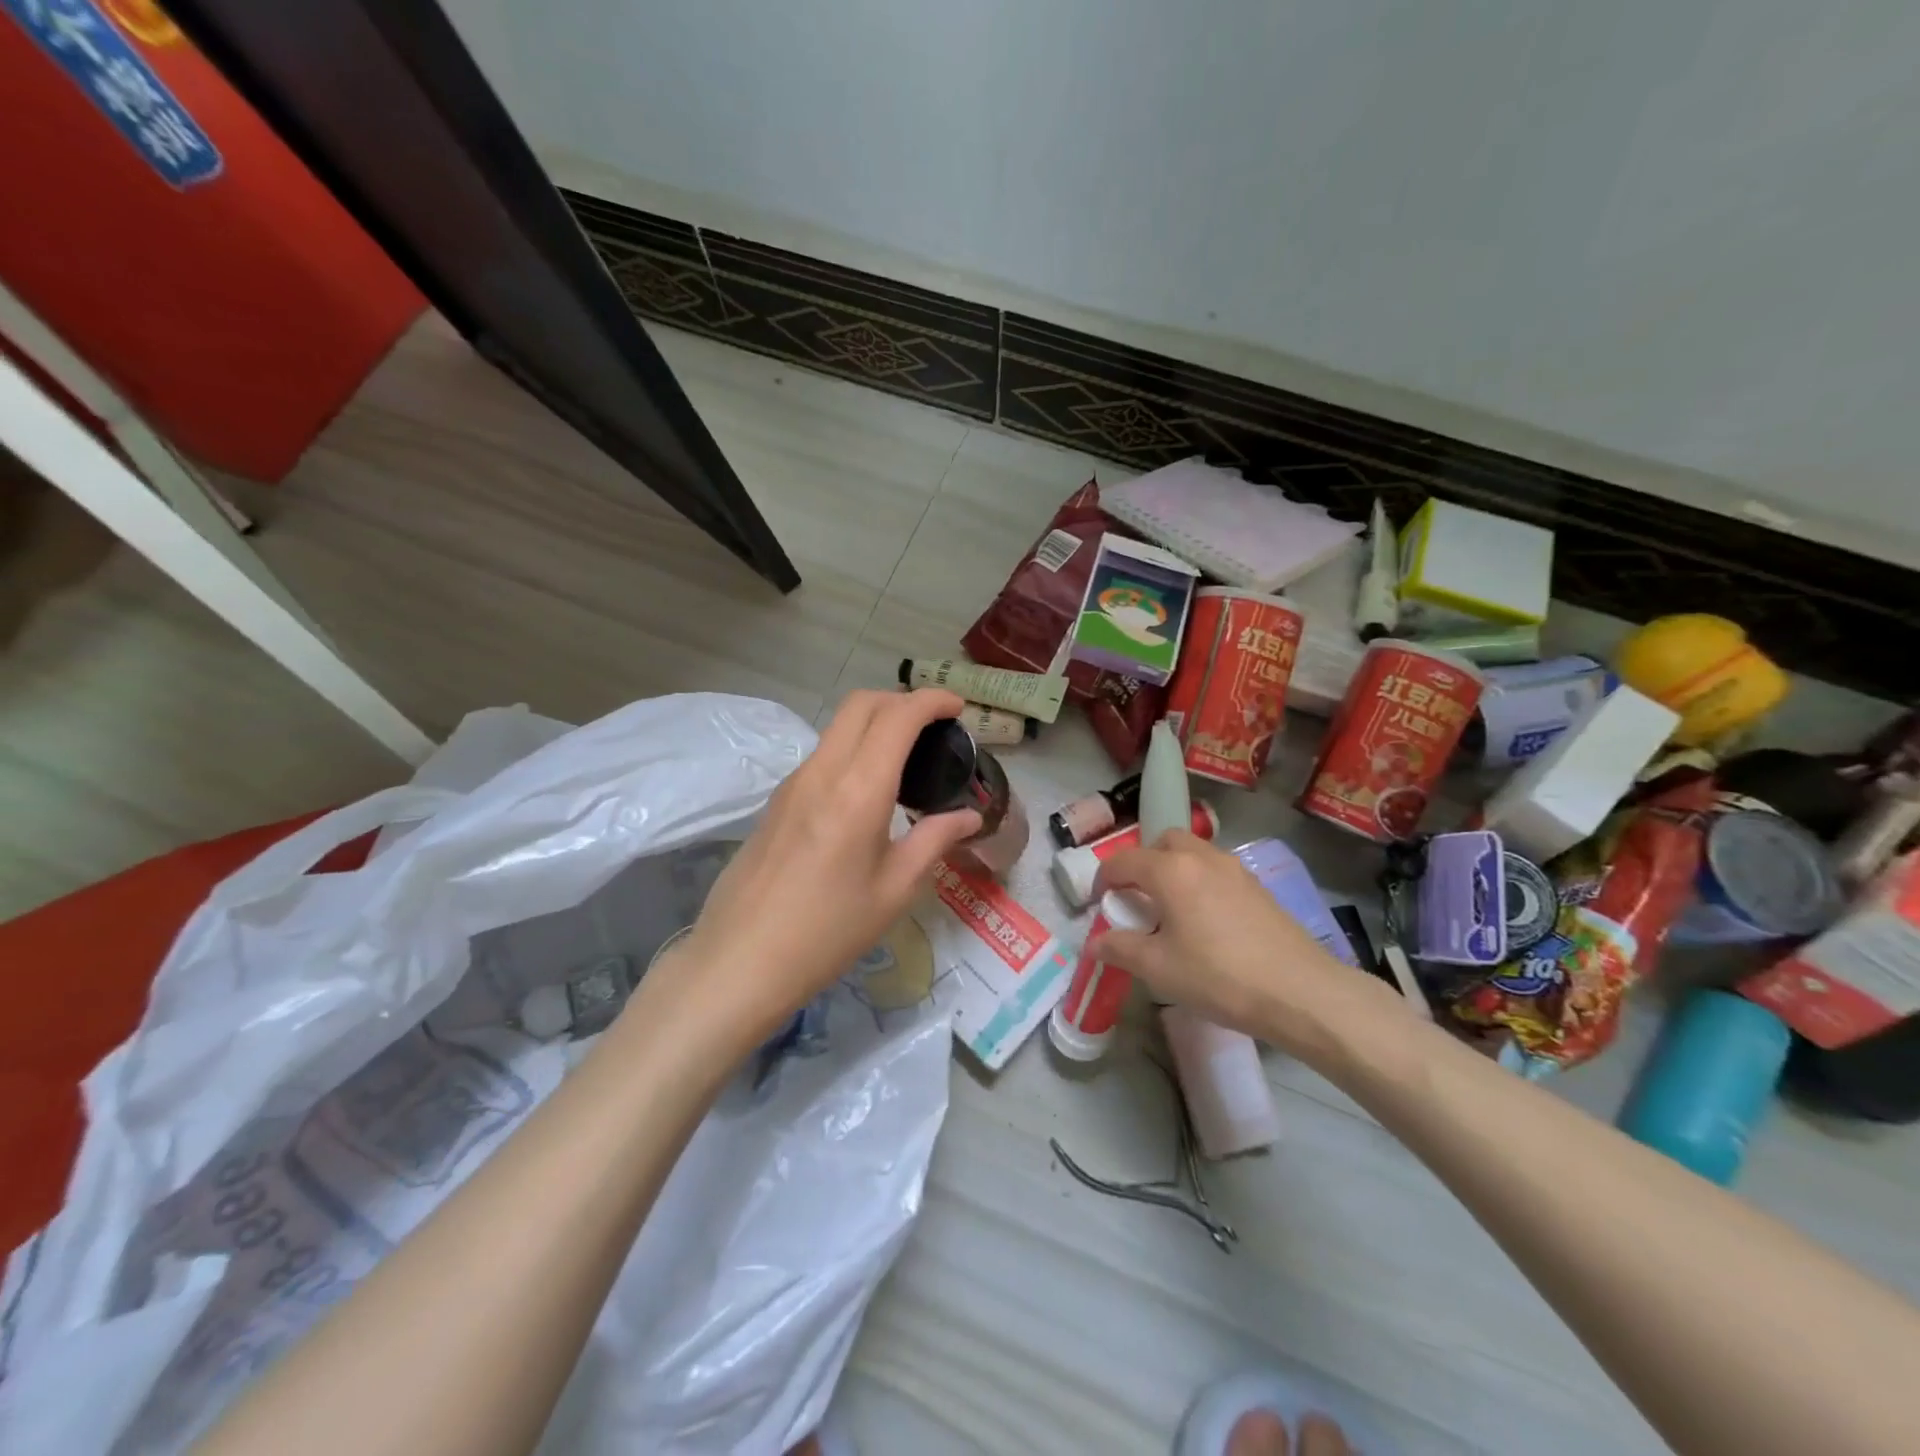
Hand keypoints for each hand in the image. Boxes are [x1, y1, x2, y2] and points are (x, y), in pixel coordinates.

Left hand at [666, 689, 983, 1045]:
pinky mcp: (777, 800)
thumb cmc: (829, 930)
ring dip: (875, 722)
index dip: (932, 701)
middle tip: (934, 727)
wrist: (741, 960)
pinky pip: (822, 753)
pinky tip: (868, 789)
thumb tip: (968, 816)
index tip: (958, 708)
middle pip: (861, 704)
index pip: (897, 716)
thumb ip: (935, 840)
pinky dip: (853, 747)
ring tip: (907, 757)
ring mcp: (793, 783)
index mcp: (859, 789)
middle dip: (902, 700)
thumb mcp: (895, 889)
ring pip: (837, 726)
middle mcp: (822, 771)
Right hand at [1090, 830, 1413, 1064]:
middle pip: (1163, 842)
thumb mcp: (1159, 969)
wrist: (1301, 992)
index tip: (1097, 902)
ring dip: (1174, 870)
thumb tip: (1094, 944)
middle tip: (1137, 898)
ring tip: (1171, 910)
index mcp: (1171, 871)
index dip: (1103, 879)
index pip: (1124, 861)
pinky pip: (1217, 871)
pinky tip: (1206, 922)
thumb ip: (1120, 950)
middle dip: (1143, 863)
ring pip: (1194, 853)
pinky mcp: (1259, 888)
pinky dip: (1201, 882)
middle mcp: (1202, 857)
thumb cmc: (1219, 977)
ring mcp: (1235, 869)